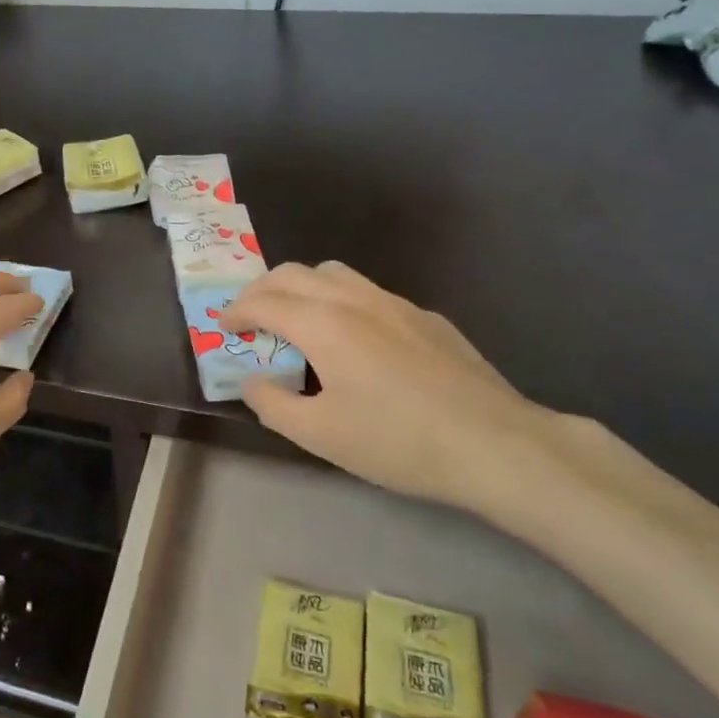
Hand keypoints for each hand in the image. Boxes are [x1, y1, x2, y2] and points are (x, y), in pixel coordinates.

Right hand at [220, 262, 566, 514]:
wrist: (495, 444)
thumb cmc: (397, 441)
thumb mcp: (320, 435)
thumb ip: (273, 404)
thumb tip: (251, 381)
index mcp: (322, 323)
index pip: (263, 302)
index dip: (236, 311)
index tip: (224, 326)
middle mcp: (353, 299)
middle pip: (293, 273)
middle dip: (262, 290)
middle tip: (251, 318)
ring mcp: (394, 303)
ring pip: (333, 273)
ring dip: (302, 287)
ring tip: (297, 319)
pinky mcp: (425, 317)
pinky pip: (368, 293)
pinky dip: (341, 301)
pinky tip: (356, 340)